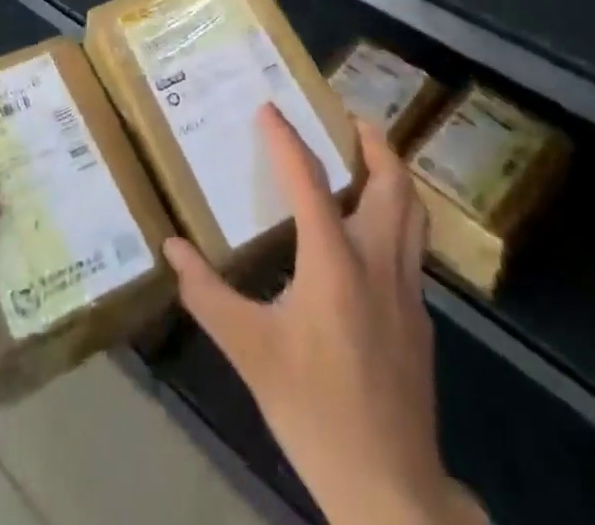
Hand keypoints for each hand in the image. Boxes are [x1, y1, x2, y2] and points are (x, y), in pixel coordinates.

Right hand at [164, 108, 486, 524]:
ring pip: (413, 211)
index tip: (270, 107)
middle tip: (349, 118)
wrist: (389, 489)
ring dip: (394, 174)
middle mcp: (378, 262)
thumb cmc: (313, 412)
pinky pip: (413, 245)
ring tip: (369, 157)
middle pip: (391, 182)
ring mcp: (408, 289)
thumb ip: (207, 295)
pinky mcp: (422, 317)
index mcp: (334, 262)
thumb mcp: (250, 353)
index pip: (309, 181)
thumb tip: (172, 247)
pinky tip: (374, 233)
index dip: (287, 139)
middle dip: (373, 142)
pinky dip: (398, 216)